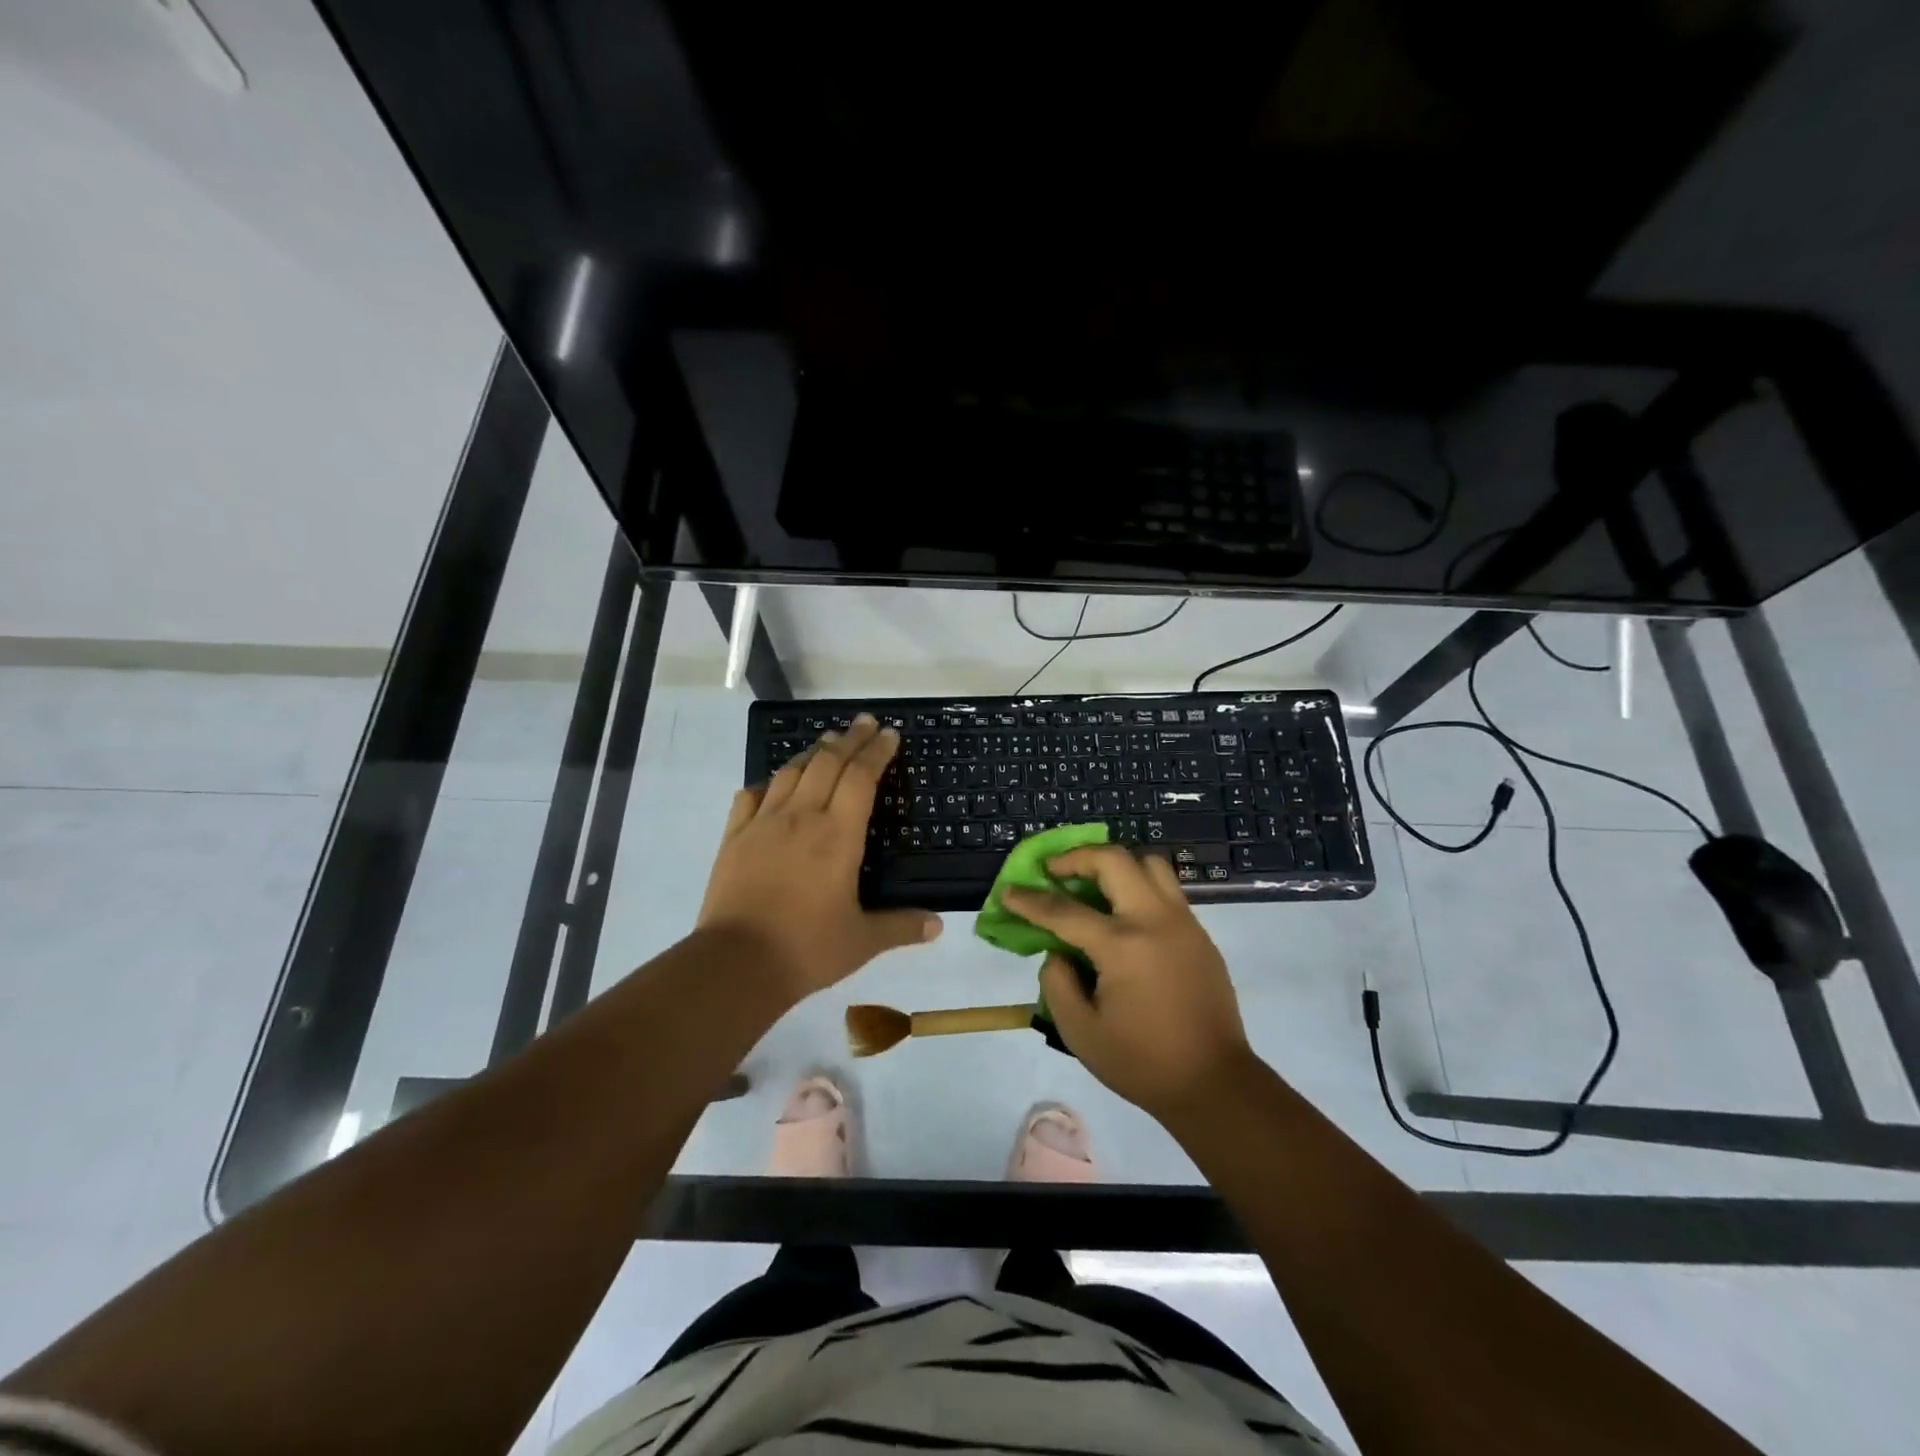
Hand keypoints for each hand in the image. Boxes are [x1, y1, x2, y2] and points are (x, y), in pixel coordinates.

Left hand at [699, 715, 941, 1001]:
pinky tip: (774, 783)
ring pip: (791, 771)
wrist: (736, 963)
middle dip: (849, 738)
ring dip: (813, 752)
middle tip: (864, 723)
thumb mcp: (862, 941)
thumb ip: (901, 927)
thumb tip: (938, 926)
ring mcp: (763, 823)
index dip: (877, 751)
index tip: (889, 734)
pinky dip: (769, 782)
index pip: (861, 777)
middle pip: (828, 762)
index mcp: (838, 835)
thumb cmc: (806, 948)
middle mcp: (802, 817)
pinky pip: (752, 795)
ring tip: (827, 742)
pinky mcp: (734, 837)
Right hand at [1002, 845, 1252, 1118]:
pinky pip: (1166, 890)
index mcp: (1122, 946)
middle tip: (1054, 871)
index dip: (1030, 900)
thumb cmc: (1142, 1062)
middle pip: (1113, 860)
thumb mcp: (1080, 1032)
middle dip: (1076, 858)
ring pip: (1149, 864)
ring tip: (1094, 884)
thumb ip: (1056, 982)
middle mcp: (1154, 920)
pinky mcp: (1200, 933)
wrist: (1214, 1083)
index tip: (1008, 891)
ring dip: (1115, 865)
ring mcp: (1183, 922)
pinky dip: (1139, 886)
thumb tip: (1058, 951)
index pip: (1064, 910)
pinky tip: (1124, 916)